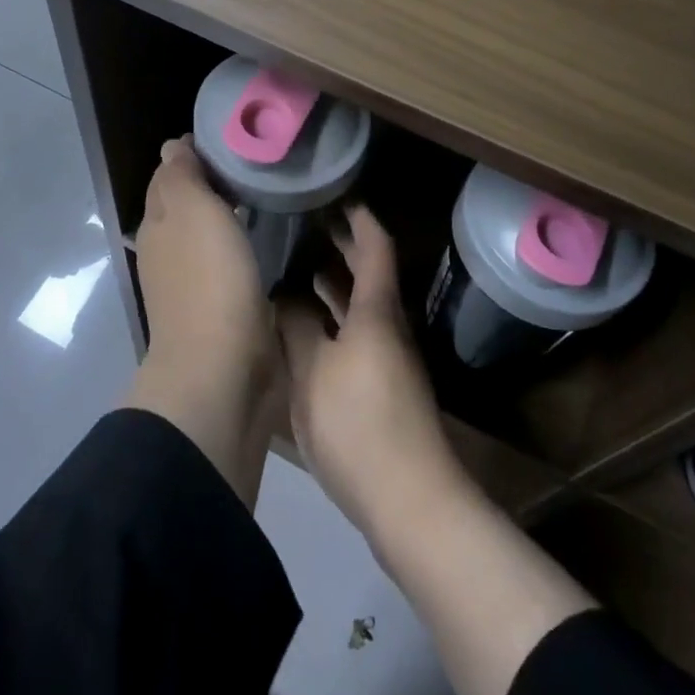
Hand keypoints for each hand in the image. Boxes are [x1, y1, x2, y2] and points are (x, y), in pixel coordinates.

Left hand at [131, 136, 280, 429]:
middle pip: (186, 202)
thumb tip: (172, 146)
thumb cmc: (209, 279)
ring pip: (206, 231)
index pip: (170, 173)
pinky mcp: (218, 307)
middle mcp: (167, 248)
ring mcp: (190, 281)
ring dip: (226, 212)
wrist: (222, 370)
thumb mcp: (192, 211)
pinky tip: (263, 238)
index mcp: (158, 221)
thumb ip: (181, 175)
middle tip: (256, 160)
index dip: (194, 152)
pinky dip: (239, 242)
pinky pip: (226, 260)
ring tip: (265, 191)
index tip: (233, 136)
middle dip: (212, 179)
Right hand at [277, 207, 465, 542]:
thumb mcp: (313, 372)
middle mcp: (387, 326)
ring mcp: (388, 358)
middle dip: (342, 245)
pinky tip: (306, 328)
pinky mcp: (382, 388)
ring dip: (334, 284)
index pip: (374, 245)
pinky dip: (333, 317)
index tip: (333, 192)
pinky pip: (356, 333)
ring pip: (361, 306)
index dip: (357, 215)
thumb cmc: (359, 425)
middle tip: (307, 223)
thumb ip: (296, 328)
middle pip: (369, 273)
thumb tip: (283, 295)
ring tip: (298, 267)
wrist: (410, 502)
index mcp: (376, 311)